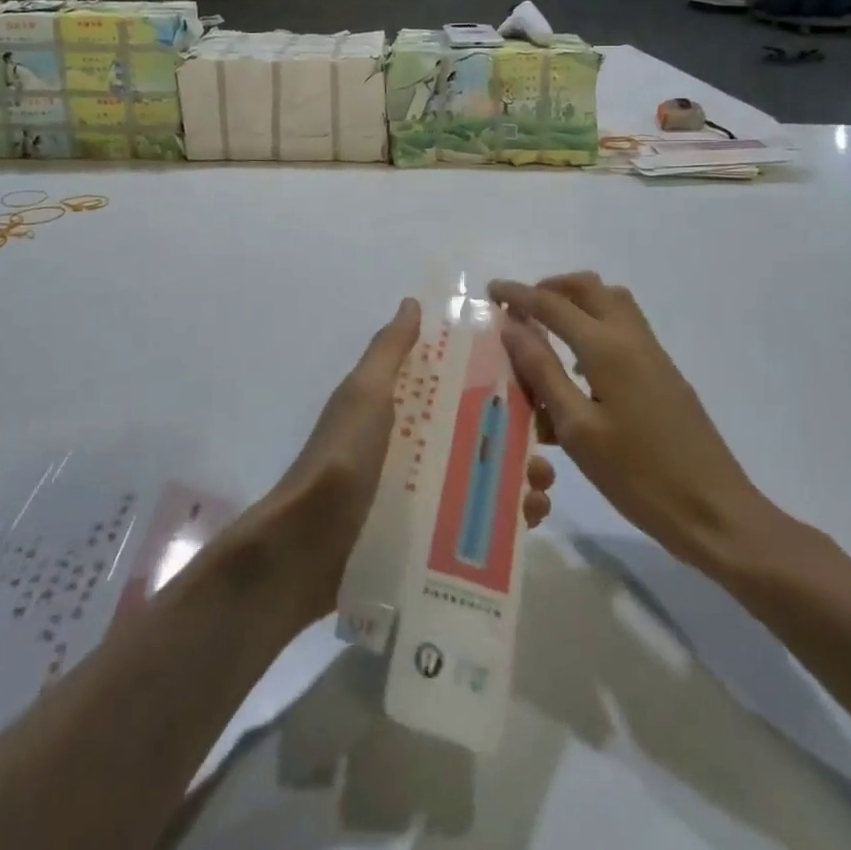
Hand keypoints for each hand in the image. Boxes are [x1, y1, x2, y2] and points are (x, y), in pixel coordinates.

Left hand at [255, 298, 557, 622]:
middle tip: (546, 447)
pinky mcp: (428, 534)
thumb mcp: (365, 394)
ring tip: (541, 489)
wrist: (304, 548)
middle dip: (517, 434)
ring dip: (519, 477)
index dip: (494, 377)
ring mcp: (422, 490)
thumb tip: (413, 302)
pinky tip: (530, 521)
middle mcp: (415, 442)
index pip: (456, 381)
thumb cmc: (341, 458)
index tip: (535, 379)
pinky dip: (506, 520)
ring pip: (484, 476)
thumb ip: (389, 350)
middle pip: (478, 430)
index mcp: (401, 405)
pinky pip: (476, 522)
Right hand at [490, 273, 778, 576]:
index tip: (491, 290)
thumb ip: (543, 372)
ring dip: (576, 302)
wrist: (714, 512)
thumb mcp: (578, 429)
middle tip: (521, 308)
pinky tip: (580, 367)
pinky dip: (596, 324)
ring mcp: (654, 355)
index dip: (518, 295)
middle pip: (589, 288)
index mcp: (607, 348)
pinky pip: (624, 327)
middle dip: (551, 288)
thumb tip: (512, 327)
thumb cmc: (638, 476)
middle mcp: (632, 338)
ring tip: (547, 331)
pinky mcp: (664, 374)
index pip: (553, 304)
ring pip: (612, 302)